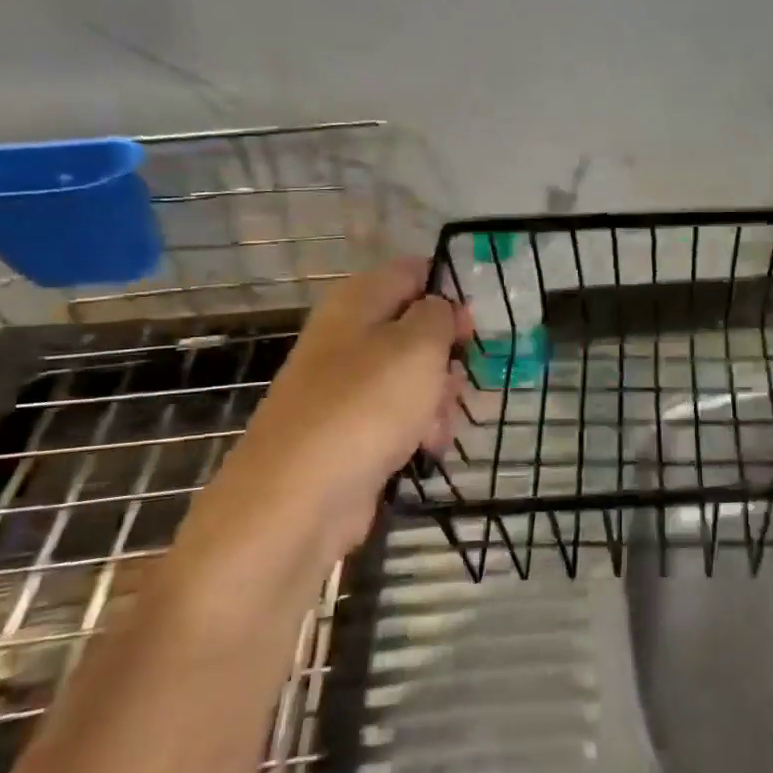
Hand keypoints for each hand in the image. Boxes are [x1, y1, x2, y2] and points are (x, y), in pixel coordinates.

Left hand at [206, 258, 470, 557]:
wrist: (298, 499)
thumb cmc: (365, 407)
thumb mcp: (417, 345)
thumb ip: (439, 315)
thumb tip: (441, 307)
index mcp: (357, 303)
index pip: (411, 272)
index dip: (448, 290)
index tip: (475, 323)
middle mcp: (348, 338)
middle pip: (416, 329)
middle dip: (448, 356)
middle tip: (460, 378)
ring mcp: (347, 388)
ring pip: (413, 378)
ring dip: (439, 399)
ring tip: (439, 426)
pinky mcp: (351, 432)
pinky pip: (399, 417)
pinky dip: (419, 429)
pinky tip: (427, 449)